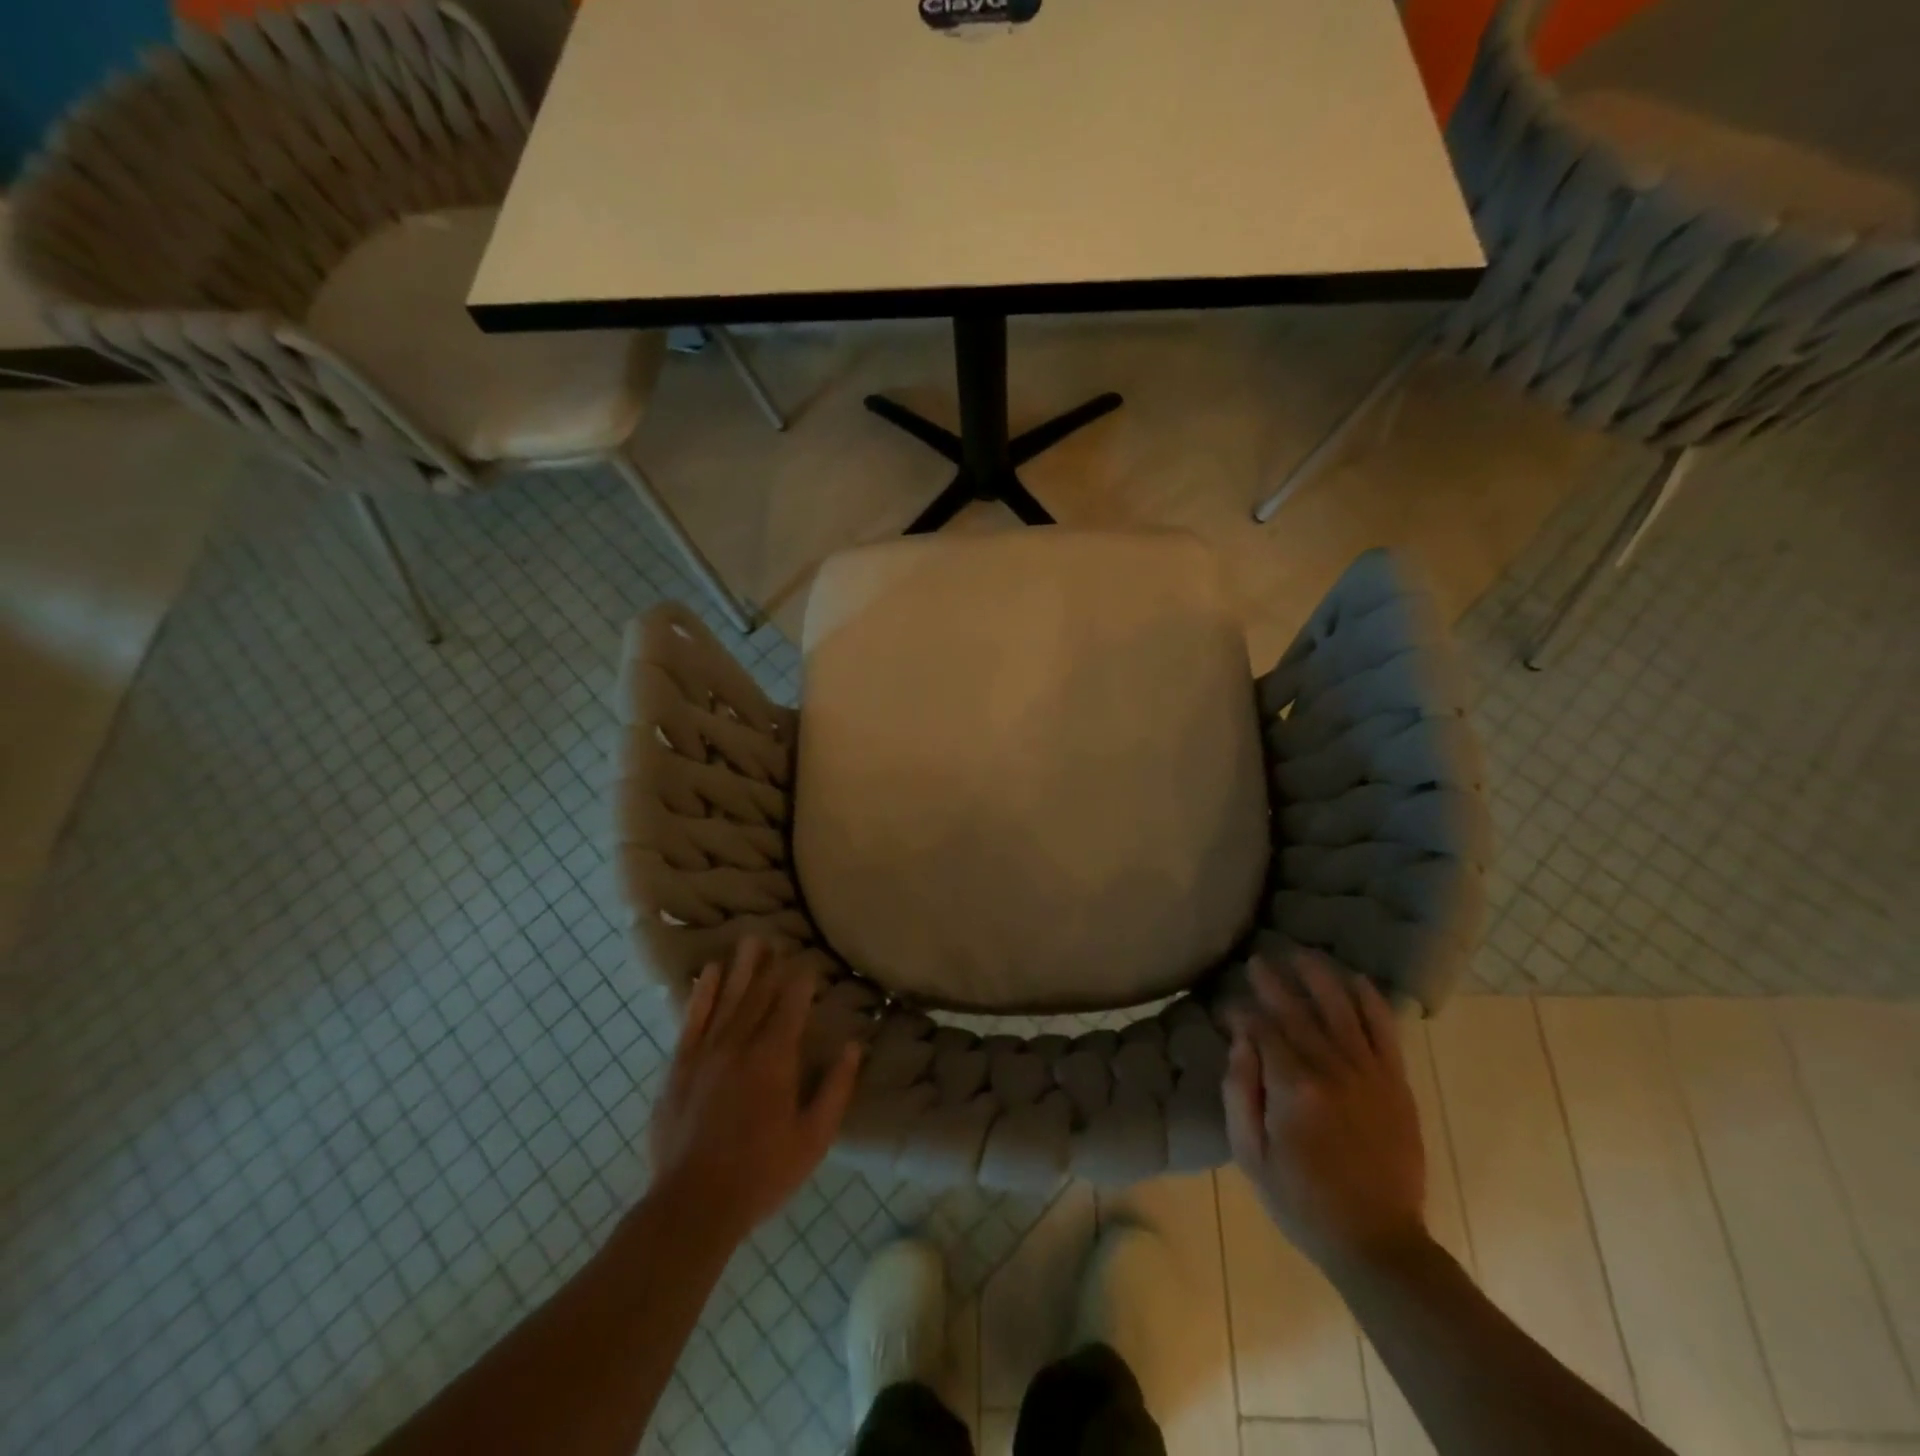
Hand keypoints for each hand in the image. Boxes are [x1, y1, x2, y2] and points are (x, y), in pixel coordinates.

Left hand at [647, 939, 861, 1238]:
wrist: (692, 1206)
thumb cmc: (762, 1173)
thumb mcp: (813, 1138)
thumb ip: (836, 1089)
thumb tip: (854, 1047)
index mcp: (775, 1059)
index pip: (791, 1007)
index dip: (801, 982)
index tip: (809, 962)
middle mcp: (740, 1045)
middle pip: (759, 995)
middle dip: (772, 966)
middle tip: (780, 939)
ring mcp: (705, 1053)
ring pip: (728, 999)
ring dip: (741, 968)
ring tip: (751, 941)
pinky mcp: (679, 1067)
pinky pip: (692, 1020)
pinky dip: (702, 993)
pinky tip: (709, 972)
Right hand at [1223, 952, 1428, 1276]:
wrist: (1377, 1241)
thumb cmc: (1301, 1200)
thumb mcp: (1250, 1154)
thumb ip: (1238, 1091)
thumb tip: (1239, 1041)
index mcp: (1293, 1087)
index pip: (1262, 1030)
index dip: (1241, 1013)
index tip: (1228, 1009)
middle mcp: (1333, 1069)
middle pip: (1298, 1011)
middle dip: (1273, 982)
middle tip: (1257, 961)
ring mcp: (1370, 1074)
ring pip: (1342, 1009)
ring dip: (1320, 977)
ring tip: (1301, 954)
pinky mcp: (1396, 1084)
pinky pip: (1385, 1031)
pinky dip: (1371, 1002)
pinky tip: (1356, 980)